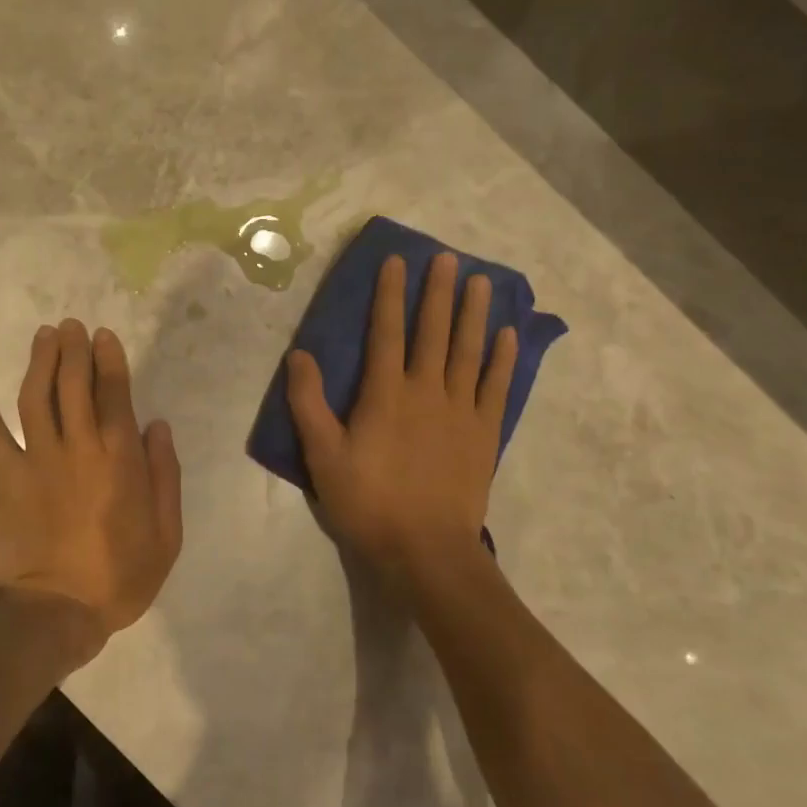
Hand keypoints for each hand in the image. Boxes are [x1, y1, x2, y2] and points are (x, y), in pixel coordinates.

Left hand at [0, 320, 182, 663]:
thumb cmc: (120, 576)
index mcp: (120, 459)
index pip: (115, 394)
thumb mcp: (166, 533)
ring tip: (44, 335)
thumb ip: (165, 475)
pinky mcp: (6, 479)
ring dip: (40, 361)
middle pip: (74, 385)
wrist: (58, 613)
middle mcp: (79, 448)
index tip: (103, 336)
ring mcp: (38, 460)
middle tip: (71, 325)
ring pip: (37, 397)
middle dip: (74, 350)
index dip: (109, 360)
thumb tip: (156, 425)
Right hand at [286, 253, 515, 591]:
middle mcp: (426, 390)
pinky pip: (497, 386)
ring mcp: (461, 410)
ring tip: (480, 281)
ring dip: (474, 313)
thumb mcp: (323, 457)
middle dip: (438, 291)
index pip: (386, 331)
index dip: (390, 294)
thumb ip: (309, 404)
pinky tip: (508, 336)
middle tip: (447, 256)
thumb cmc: (368, 503)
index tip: (397, 261)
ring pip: (469, 350)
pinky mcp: (484, 433)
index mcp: (385, 394)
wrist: (426, 550)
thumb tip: (299, 356)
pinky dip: (503, 359)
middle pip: (433, 331)